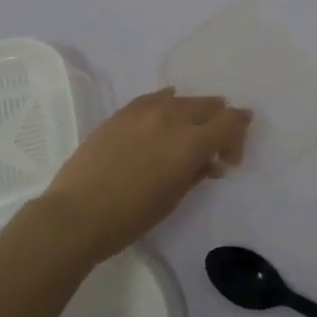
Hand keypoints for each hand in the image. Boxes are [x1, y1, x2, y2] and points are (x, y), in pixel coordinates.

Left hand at [35, 88, 251, 263]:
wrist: (77, 214)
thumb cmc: (130, 217)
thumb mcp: (173, 198)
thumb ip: (196, 173)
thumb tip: (210, 161)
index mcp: (190, 142)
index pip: (229, 122)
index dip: (238, 134)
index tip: (231, 157)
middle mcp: (171, 118)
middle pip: (208, 106)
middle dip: (220, 122)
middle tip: (216, 145)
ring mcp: (144, 111)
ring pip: (181, 99)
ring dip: (194, 112)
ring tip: (191, 129)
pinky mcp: (122, 113)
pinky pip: (154, 98)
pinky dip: (167, 103)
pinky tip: (167, 111)